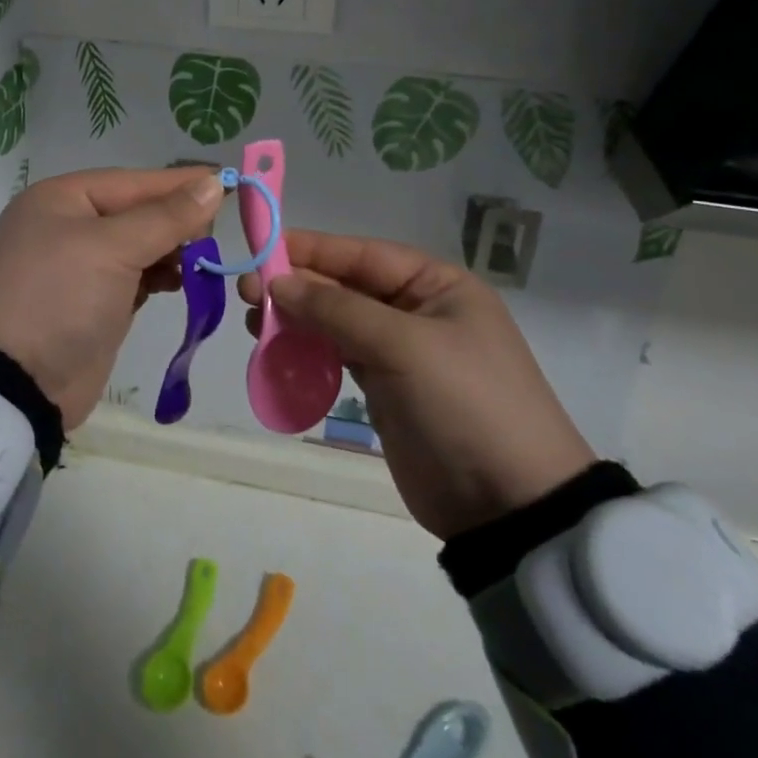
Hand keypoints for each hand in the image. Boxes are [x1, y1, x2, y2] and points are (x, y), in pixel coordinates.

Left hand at [0, 167, 224, 430]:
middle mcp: (69, 225)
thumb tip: (210, 183)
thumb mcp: (111, 249)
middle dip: (178, 221)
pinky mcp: (93, 303)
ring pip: (139, 245)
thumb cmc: (58, 298)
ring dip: (173, 251)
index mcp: (63, 198)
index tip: (227, 183)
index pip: (134, 182)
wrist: (12, 385)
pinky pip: (135, 277)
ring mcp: (79, 267)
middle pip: (138, 212)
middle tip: (218, 232)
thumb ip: (165, 217)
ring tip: (204, 260)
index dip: (180, 183)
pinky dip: (160, 276)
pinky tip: (183, 281)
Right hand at [241, 231, 595, 538]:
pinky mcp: (386, 389)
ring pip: (336, 322)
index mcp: (437, 285)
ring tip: (254, 323)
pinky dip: (307, 352)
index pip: (362, 254)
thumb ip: (337, 309)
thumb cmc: (465, 404)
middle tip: (246, 293)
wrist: (511, 509)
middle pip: (344, 286)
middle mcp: (418, 310)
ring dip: (296, 320)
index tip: (261, 249)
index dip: (311, 249)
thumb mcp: (403, 346)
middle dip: (297, 287)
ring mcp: (401, 352)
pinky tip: (276, 352)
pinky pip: (338, 357)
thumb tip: (278, 282)